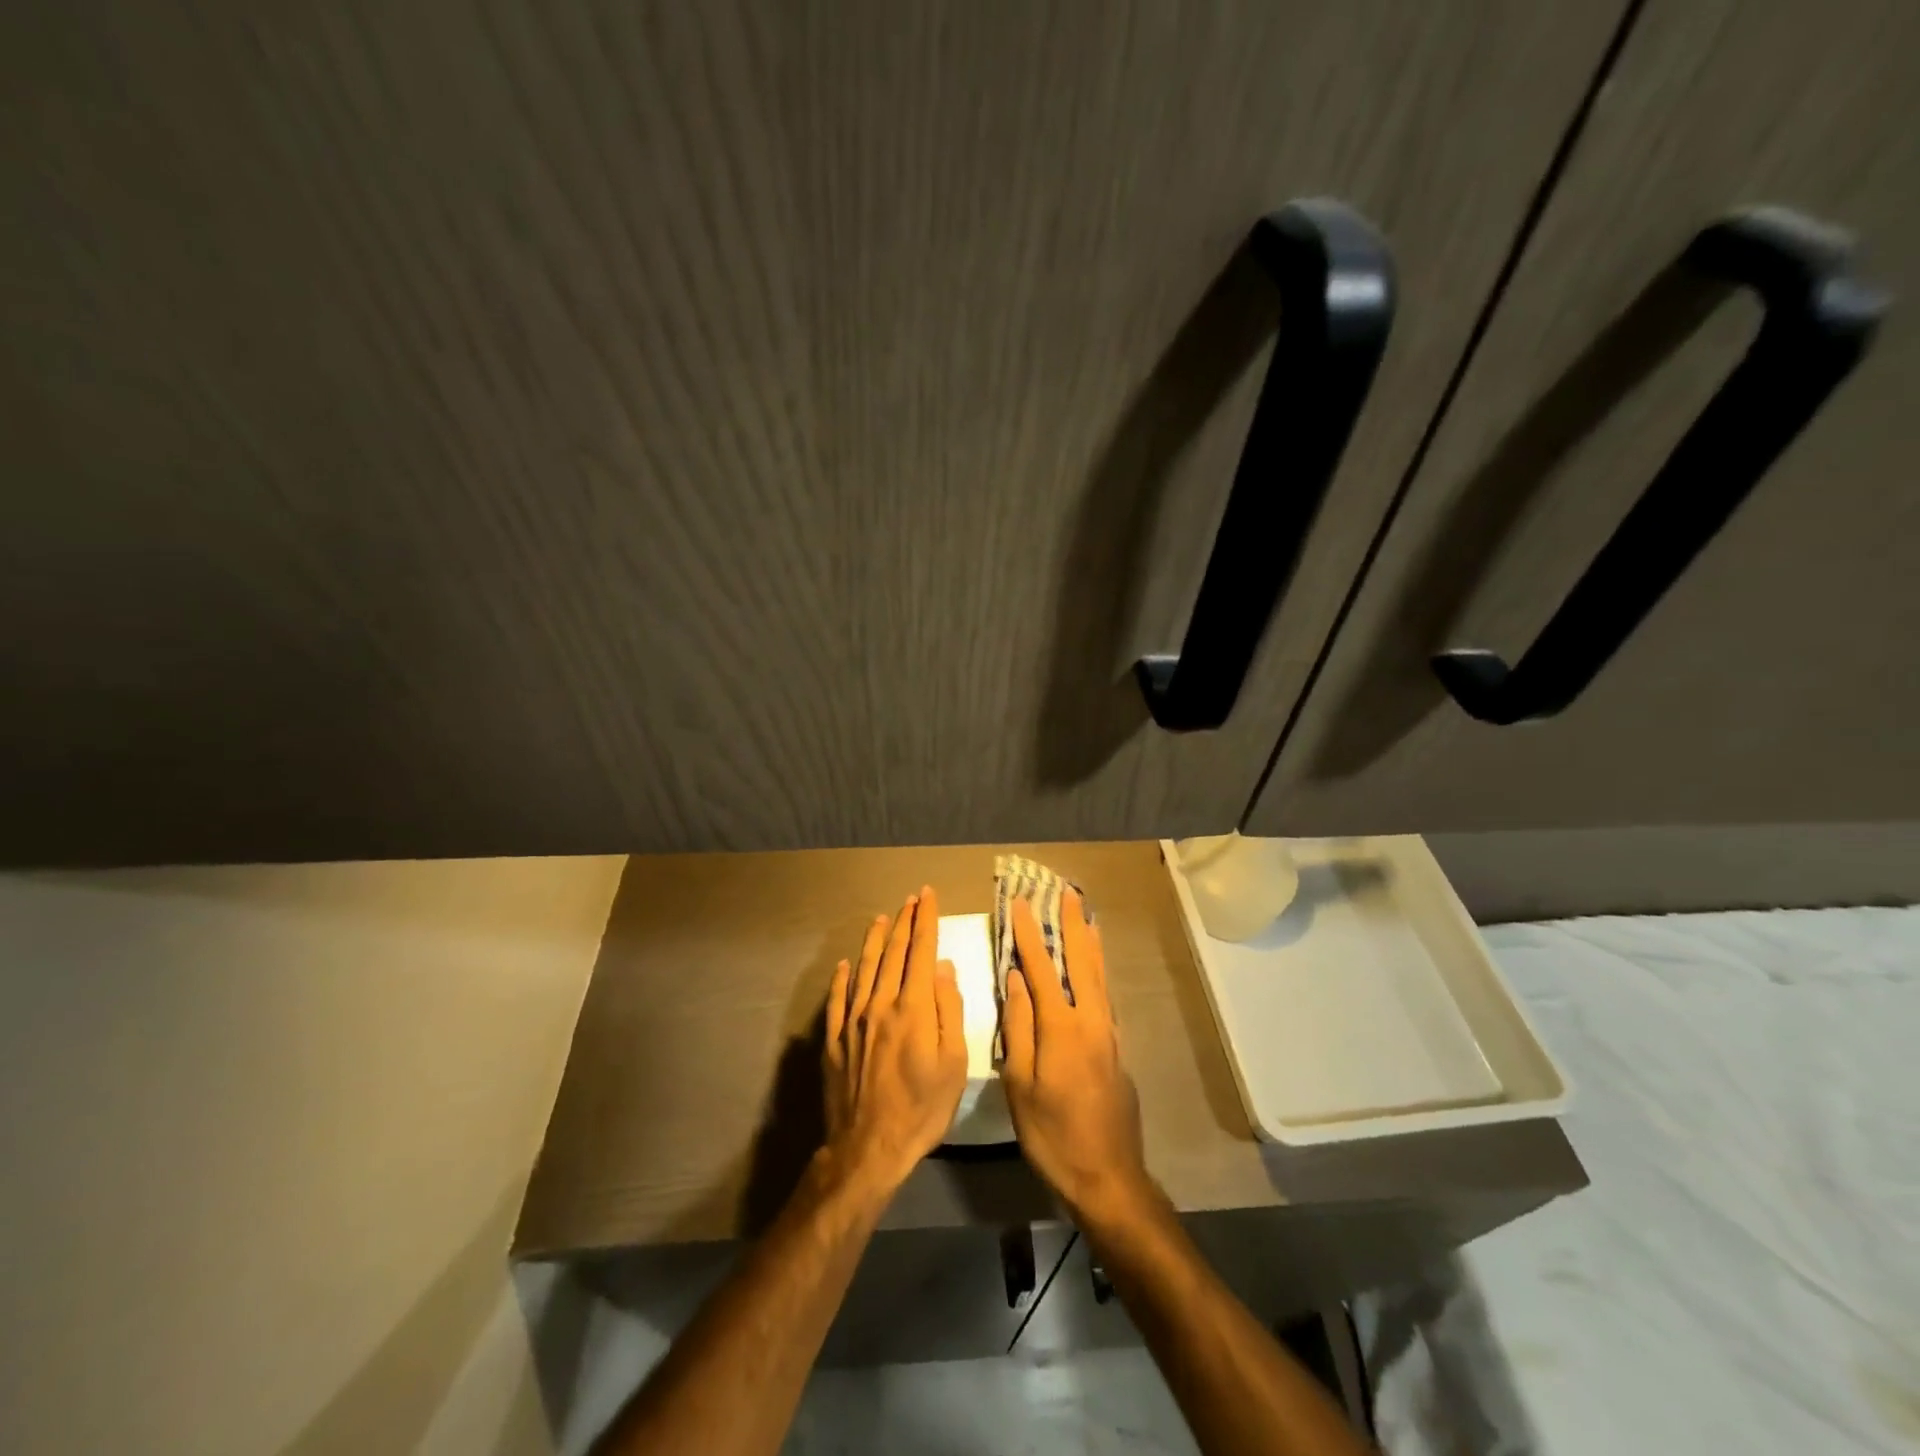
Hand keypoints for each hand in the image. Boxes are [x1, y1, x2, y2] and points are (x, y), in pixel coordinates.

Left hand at [822, 886, 968, 1197]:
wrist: (868, 1147)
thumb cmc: (922, 1108)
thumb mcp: (954, 1063)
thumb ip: (949, 1010)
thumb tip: (944, 968)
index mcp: (913, 1007)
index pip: (922, 951)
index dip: (926, 920)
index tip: (928, 896)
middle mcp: (880, 1004)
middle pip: (894, 953)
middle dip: (905, 922)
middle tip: (911, 900)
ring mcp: (853, 1021)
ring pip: (864, 969)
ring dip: (875, 941)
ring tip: (881, 919)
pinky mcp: (834, 1040)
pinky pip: (837, 1000)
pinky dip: (841, 978)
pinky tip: (843, 965)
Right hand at [1000, 890, 1152, 1224]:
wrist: (1108, 1177)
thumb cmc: (1052, 1134)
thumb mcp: (1020, 1084)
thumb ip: (1018, 1026)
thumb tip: (1015, 978)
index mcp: (1062, 1026)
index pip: (1041, 967)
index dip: (1028, 933)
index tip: (1020, 902)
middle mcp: (1091, 1020)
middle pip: (1080, 960)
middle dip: (1070, 924)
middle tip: (1066, 893)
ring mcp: (1109, 1033)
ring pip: (1099, 975)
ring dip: (1089, 942)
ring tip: (1086, 916)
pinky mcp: (1117, 1048)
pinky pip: (1106, 995)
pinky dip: (1099, 970)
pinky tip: (1095, 968)